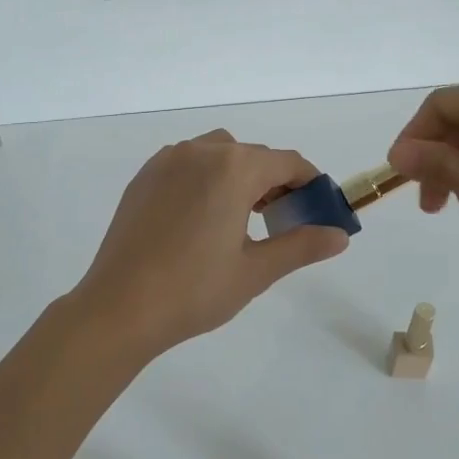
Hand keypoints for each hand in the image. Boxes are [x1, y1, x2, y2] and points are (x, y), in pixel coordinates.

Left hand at [72, 130, 349, 356]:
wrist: (118, 307)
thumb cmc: (194, 290)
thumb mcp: (256, 271)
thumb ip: (301, 246)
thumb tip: (340, 235)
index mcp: (234, 168)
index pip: (287, 162)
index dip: (309, 182)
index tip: (318, 208)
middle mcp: (202, 152)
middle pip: (253, 155)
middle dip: (274, 181)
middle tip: (281, 220)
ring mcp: (168, 160)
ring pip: (219, 153)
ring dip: (239, 174)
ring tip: (240, 216)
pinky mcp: (145, 175)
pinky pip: (188, 162)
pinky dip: (206, 176)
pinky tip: (201, 216)